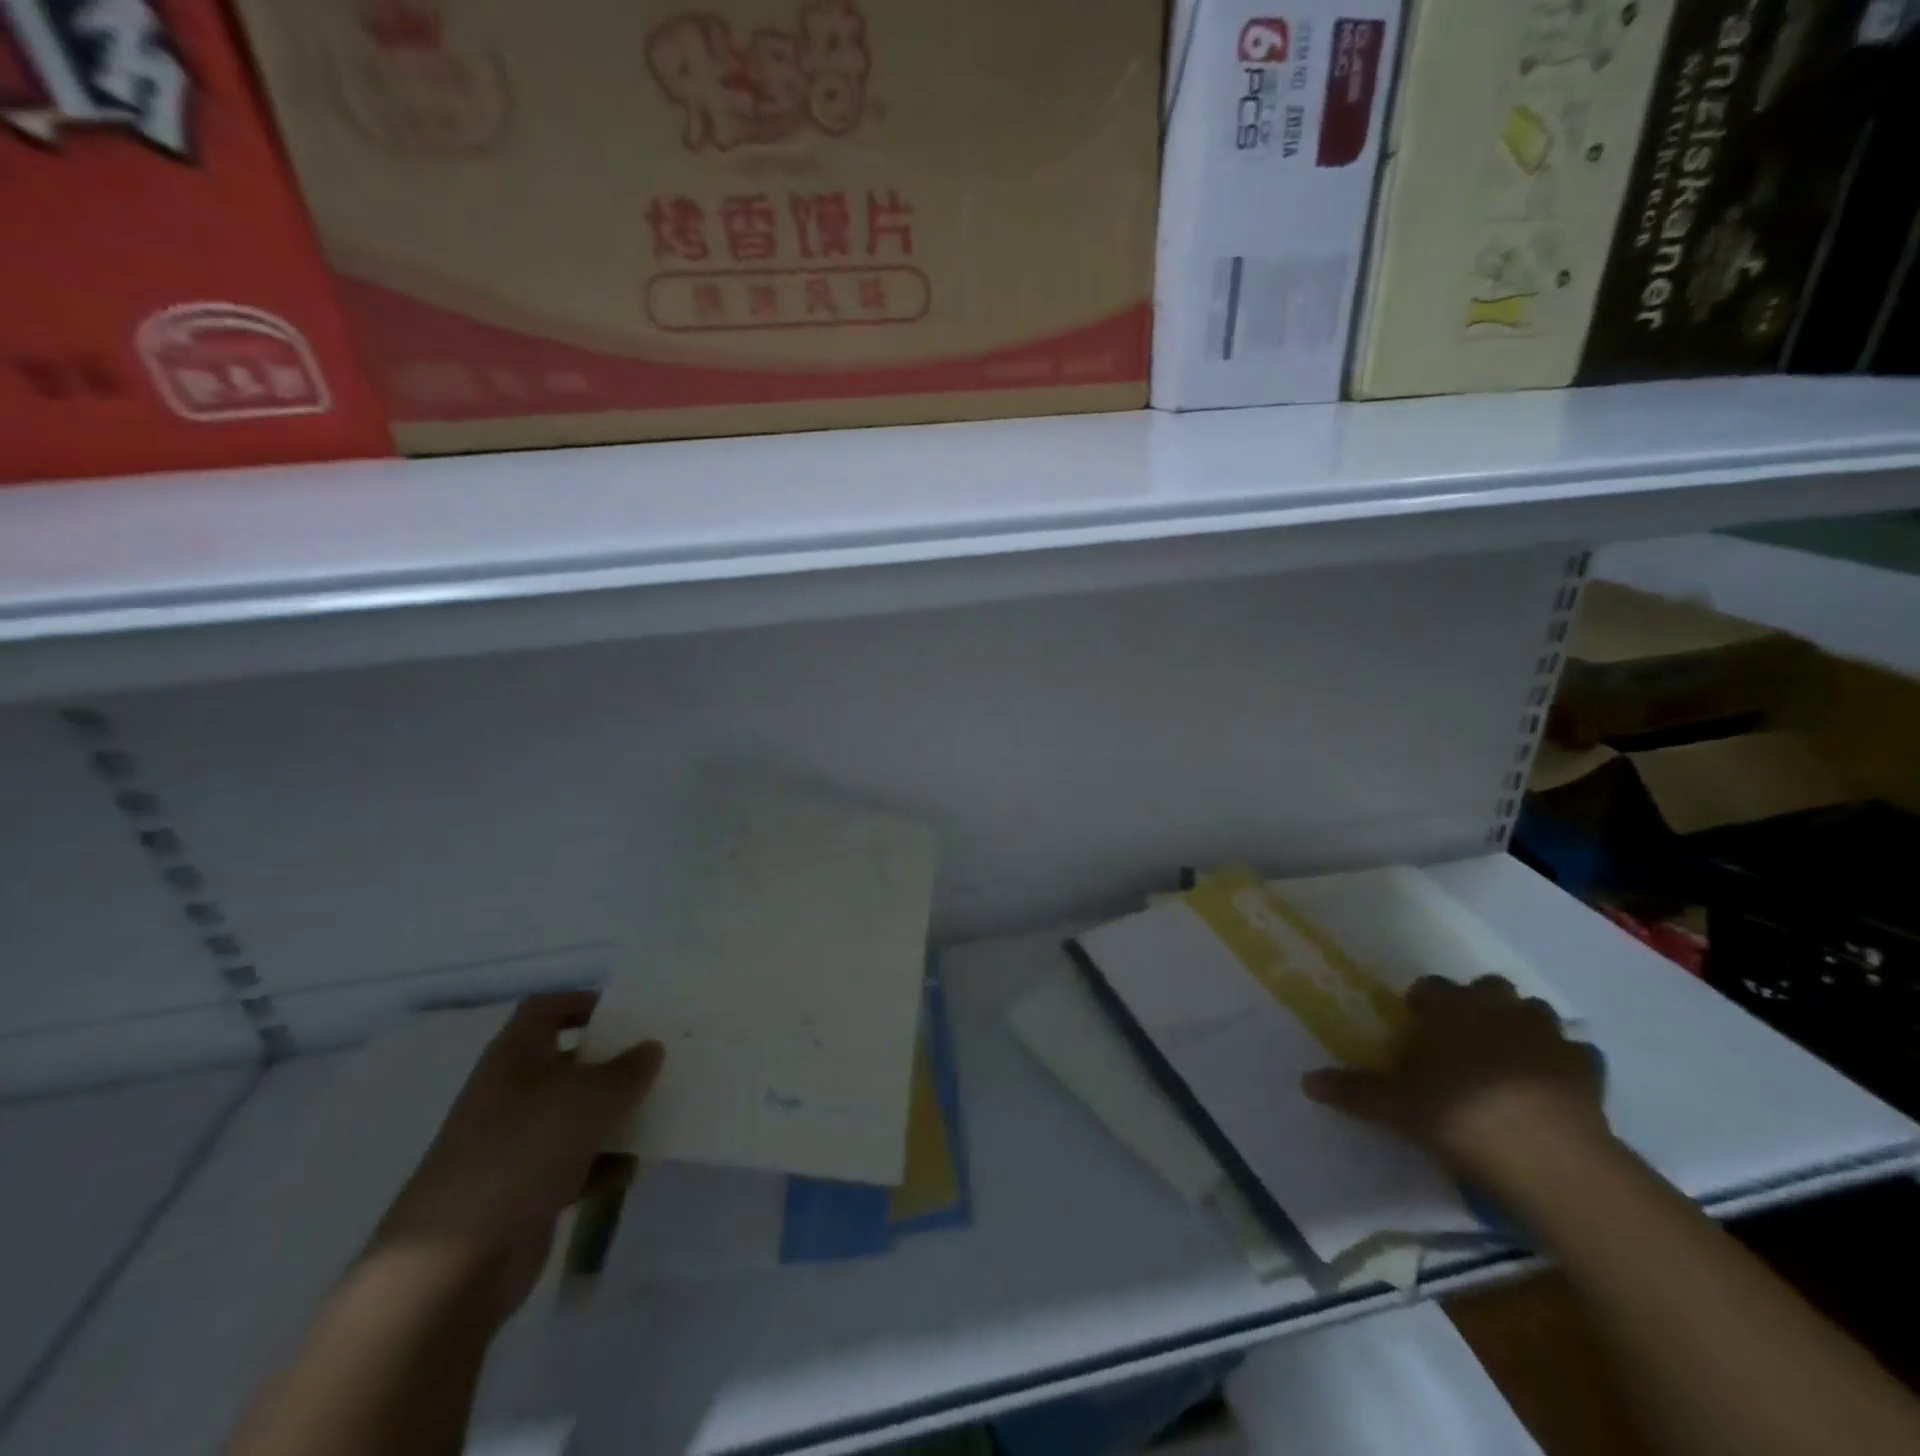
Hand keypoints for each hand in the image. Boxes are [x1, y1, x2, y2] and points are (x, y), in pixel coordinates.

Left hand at [370, 992, 662, 1322]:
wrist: (454, 1263)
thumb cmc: (523, 1151)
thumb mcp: (590, 1097)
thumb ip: (628, 1069)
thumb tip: (650, 1048)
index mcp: (515, 1056)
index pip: (547, 1008)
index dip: (584, 1002)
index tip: (629, 1013)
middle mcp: (512, 1093)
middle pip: (567, 1061)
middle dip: (611, 1061)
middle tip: (658, 1061)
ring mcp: (515, 1144)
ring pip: (575, 1114)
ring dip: (613, 1114)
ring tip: (658, 1110)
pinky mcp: (524, 1190)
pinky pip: (574, 1163)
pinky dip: (602, 1163)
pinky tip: (632, 1168)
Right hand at [1302, 975, 1608, 1180]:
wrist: (1547, 1155)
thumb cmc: (1457, 1115)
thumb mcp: (1394, 1107)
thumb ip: (1353, 1091)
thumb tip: (1305, 1082)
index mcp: (1448, 1009)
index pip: (1429, 987)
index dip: (1423, 1005)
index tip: (1418, 1028)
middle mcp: (1495, 1008)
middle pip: (1487, 988)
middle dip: (1478, 1005)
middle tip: (1464, 1040)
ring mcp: (1545, 1033)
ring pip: (1534, 1012)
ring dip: (1522, 1026)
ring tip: (1509, 1058)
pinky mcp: (1585, 1066)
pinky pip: (1575, 1053)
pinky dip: (1565, 1062)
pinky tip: (1554, 1085)